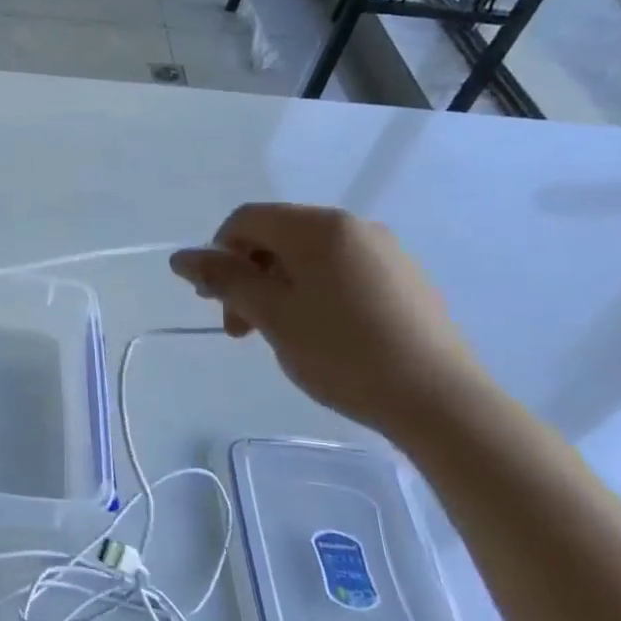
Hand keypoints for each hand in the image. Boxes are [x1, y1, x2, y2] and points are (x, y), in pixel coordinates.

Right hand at [169, 203, 495, 437]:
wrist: (439, 401)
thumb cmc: (342, 352)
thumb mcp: (270, 314)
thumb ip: (223, 279)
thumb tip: (181, 257)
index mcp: (318, 227)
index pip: (246, 219)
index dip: (218, 253)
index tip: (215, 300)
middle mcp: (353, 226)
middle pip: (275, 236)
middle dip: (246, 275)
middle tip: (239, 326)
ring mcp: (384, 252)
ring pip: (307, 256)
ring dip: (275, 287)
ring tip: (275, 334)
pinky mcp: (403, 279)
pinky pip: (339, 271)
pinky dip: (311, 293)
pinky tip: (317, 334)